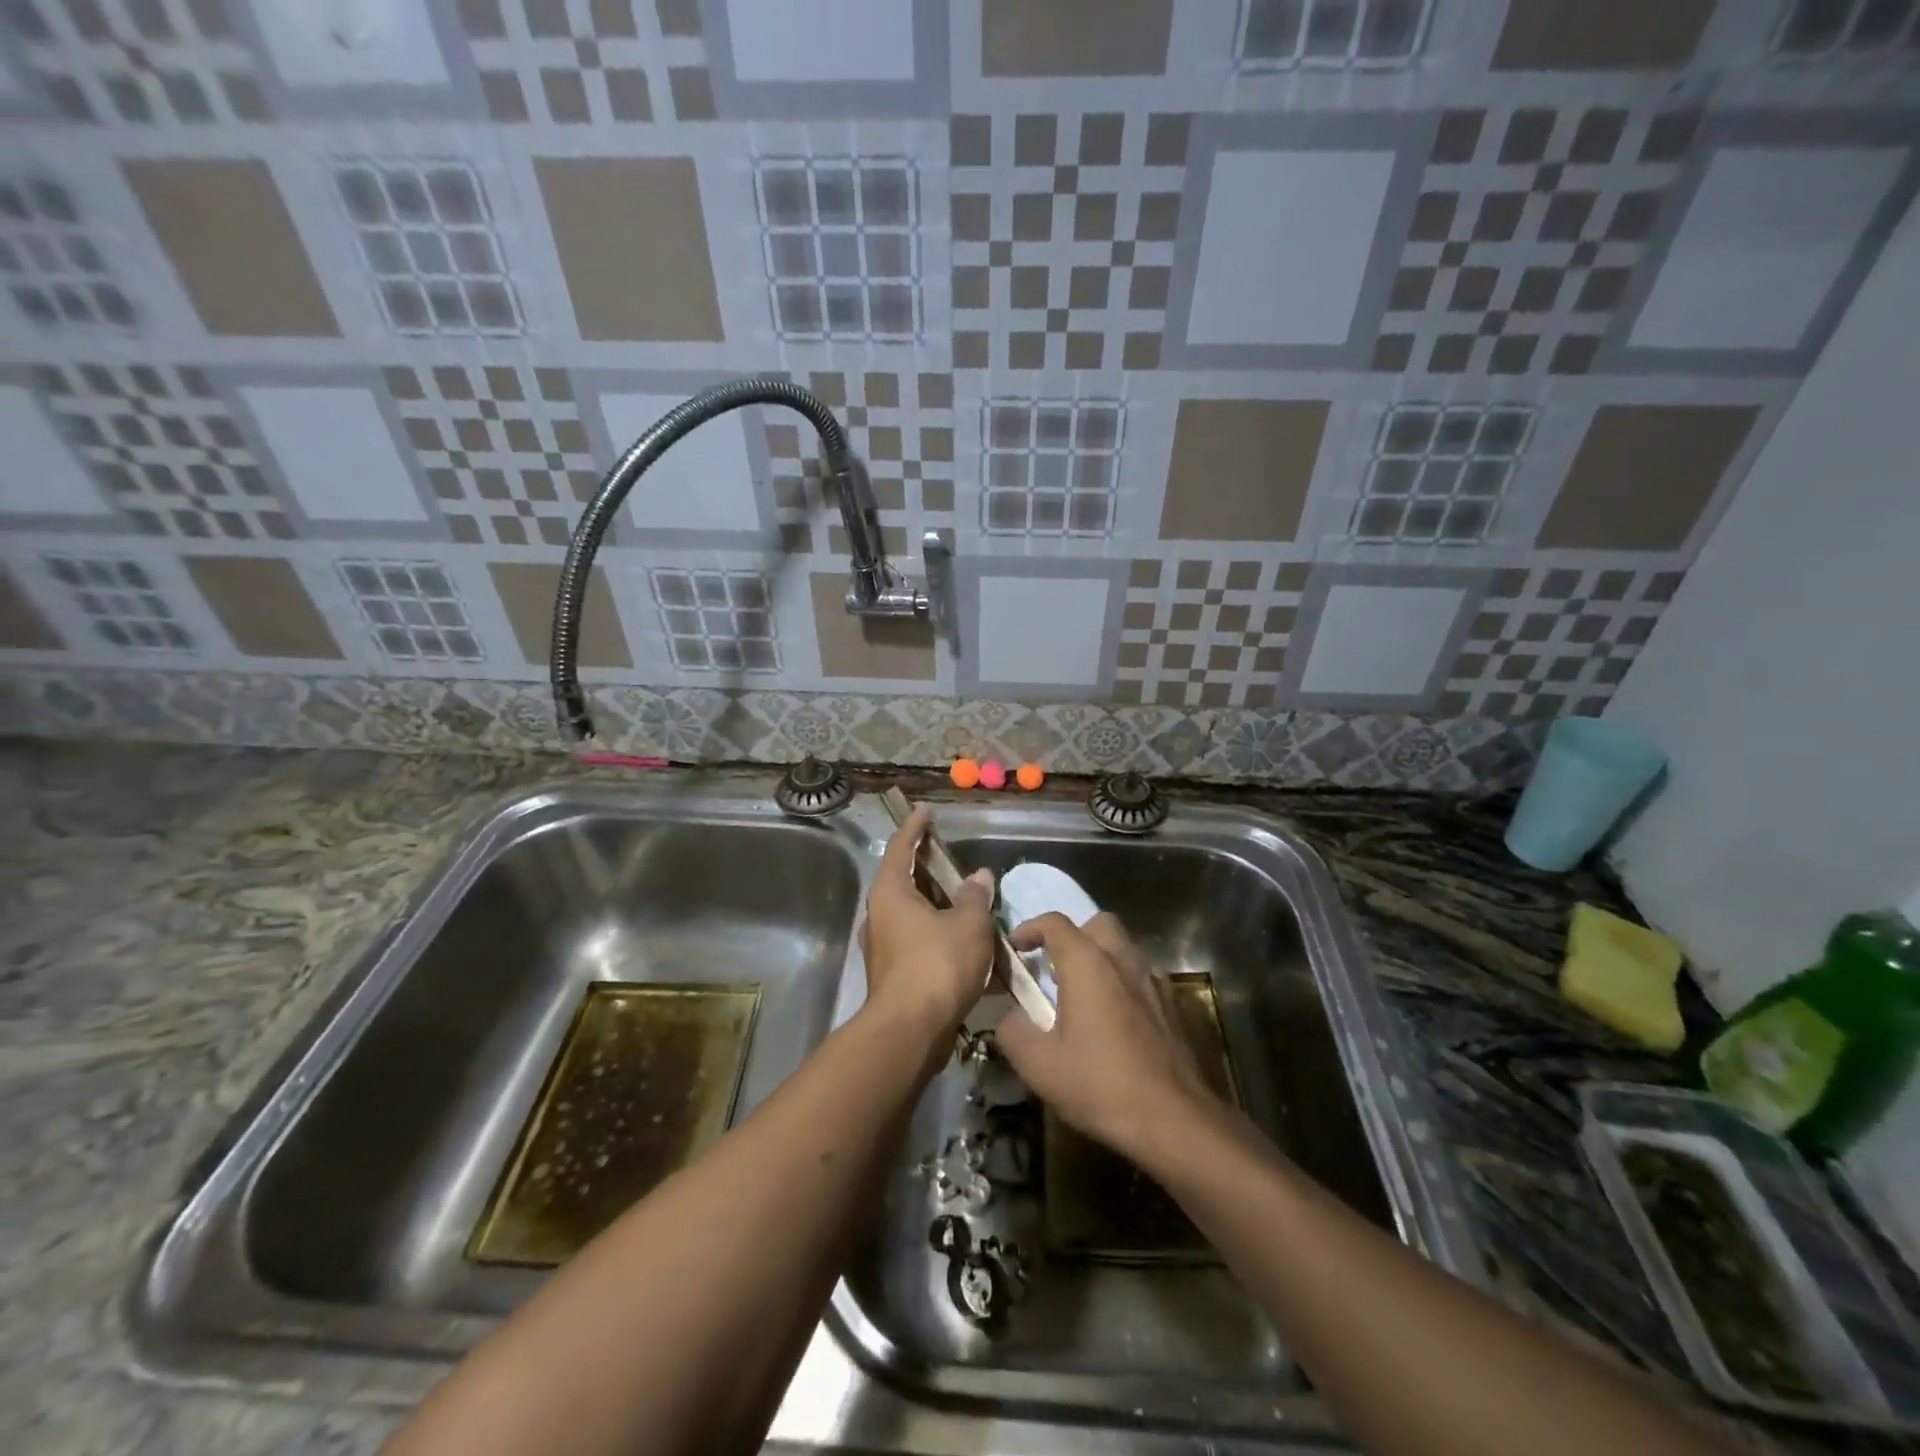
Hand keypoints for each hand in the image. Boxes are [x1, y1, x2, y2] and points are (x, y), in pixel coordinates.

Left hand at [857, 807, 994, 1046]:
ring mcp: (883, 945)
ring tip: (964, 896)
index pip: (902, 847)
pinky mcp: (893, 972)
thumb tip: (980, 876)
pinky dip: (937, 931)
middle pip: (903, 879)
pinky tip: (963, 938)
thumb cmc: (938, 966)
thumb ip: (975, 897)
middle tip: (950, 854)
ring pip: (911, 912)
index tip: (925, 811)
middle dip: (927, 866)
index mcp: (891, 892)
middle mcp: (880, 914)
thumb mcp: (968, 925)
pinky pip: (916, 938)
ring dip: (935, 902)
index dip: (915, 828)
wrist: (910, 1031)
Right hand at [994, 912, 1218, 1164]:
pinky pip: (1142, 977)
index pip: (1055, 922)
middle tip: (1054, 967)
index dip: (1030, 928)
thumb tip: (1010, 1017)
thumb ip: (1013, 1031)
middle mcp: (1123, 960)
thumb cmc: (1101, 1085)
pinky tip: (1115, 1019)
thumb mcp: (1039, 1066)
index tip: (1015, 949)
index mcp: (1088, 964)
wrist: (1175, 1120)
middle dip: (1073, 935)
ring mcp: (1154, 981)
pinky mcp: (1173, 1006)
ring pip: (1124, 948)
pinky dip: (1124, 983)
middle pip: (1098, 924)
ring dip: (1101, 958)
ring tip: (1082, 995)